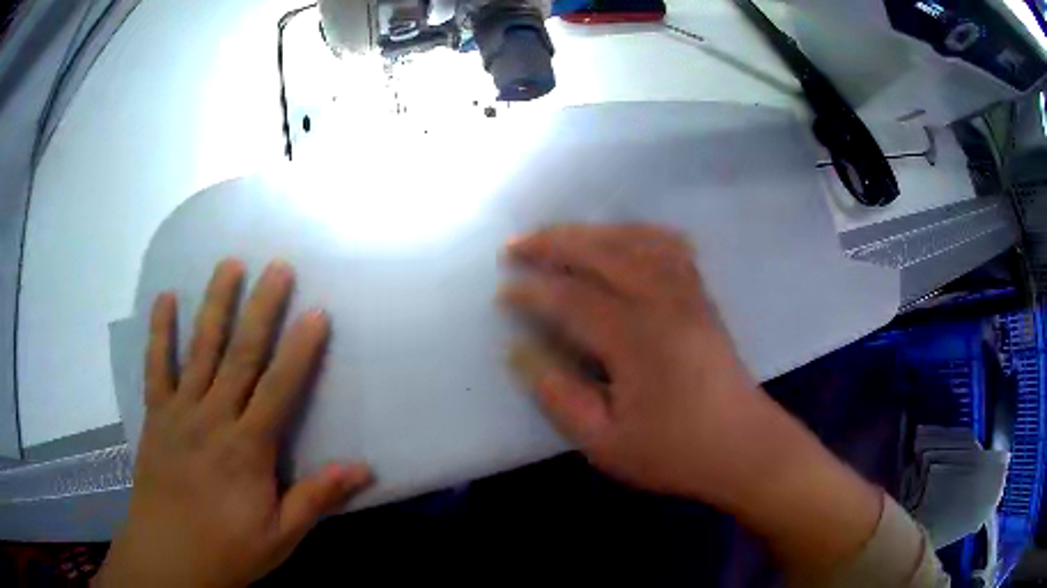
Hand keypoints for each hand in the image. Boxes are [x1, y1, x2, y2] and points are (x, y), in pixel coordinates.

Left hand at [96, 260, 370, 587]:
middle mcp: (213, 417)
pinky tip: (165, 299)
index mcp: (248, 448)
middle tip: (277, 267)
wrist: (170, 556)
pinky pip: (156, 367)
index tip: (316, 312)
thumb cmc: (229, 550)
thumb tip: (363, 468)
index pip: (279, 388)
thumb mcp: (282, 535)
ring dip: (215, 304)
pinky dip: (159, 331)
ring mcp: (180, 411)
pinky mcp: (156, 415)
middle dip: (261, 308)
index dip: (299, 350)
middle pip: (240, 355)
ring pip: (200, 349)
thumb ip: (317, 498)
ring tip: (229, 265)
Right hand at [501, 225, 761, 503]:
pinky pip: (670, 246)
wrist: (744, 447)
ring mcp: (688, 293)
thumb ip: (560, 397)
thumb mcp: (606, 444)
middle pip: (602, 252)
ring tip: (559, 236)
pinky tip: (622, 239)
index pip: (572, 299)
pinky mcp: (702, 297)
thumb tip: (521, 354)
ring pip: (636, 240)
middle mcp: (663, 302)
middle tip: (515, 245)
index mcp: (636, 339)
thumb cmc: (675, 452)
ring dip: (592, 231)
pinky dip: (638, 233)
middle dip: (553, 242)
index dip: (532, 291)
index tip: (504, 291)